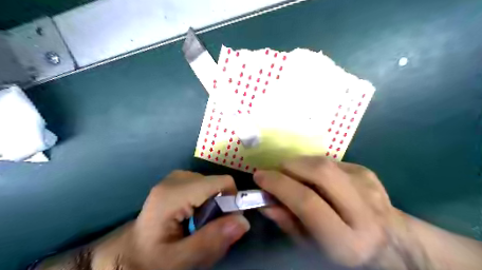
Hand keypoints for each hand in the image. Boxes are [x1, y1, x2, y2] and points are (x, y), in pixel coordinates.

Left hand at [120, 171, 250, 269]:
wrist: (129, 252)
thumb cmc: (151, 258)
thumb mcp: (180, 259)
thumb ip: (211, 241)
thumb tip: (243, 221)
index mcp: (174, 193)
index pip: (222, 182)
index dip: (232, 200)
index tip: (227, 224)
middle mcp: (177, 178)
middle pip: (217, 184)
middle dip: (221, 206)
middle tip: (209, 229)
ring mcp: (177, 177)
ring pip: (212, 185)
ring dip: (214, 206)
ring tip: (199, 225)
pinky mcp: (178, 180)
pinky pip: (204, 186)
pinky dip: (206, 202)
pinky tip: (193, 217)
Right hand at [254, 156, 401, 267]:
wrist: (390, 243)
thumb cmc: (344, 250)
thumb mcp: (311, 247)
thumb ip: (287, 223)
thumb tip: (264, 201)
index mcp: (347, 241)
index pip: (307, 202)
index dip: (279, 184)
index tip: (259, 176)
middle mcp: (364, 211)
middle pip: (320, 172)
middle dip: (290, 166)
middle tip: (276, 171)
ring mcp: (369, 187)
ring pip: (325, 162)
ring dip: (300, 163)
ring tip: (292, 175)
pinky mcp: (368, 173)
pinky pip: (331, 161)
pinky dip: (314, 165)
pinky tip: (314, 178)